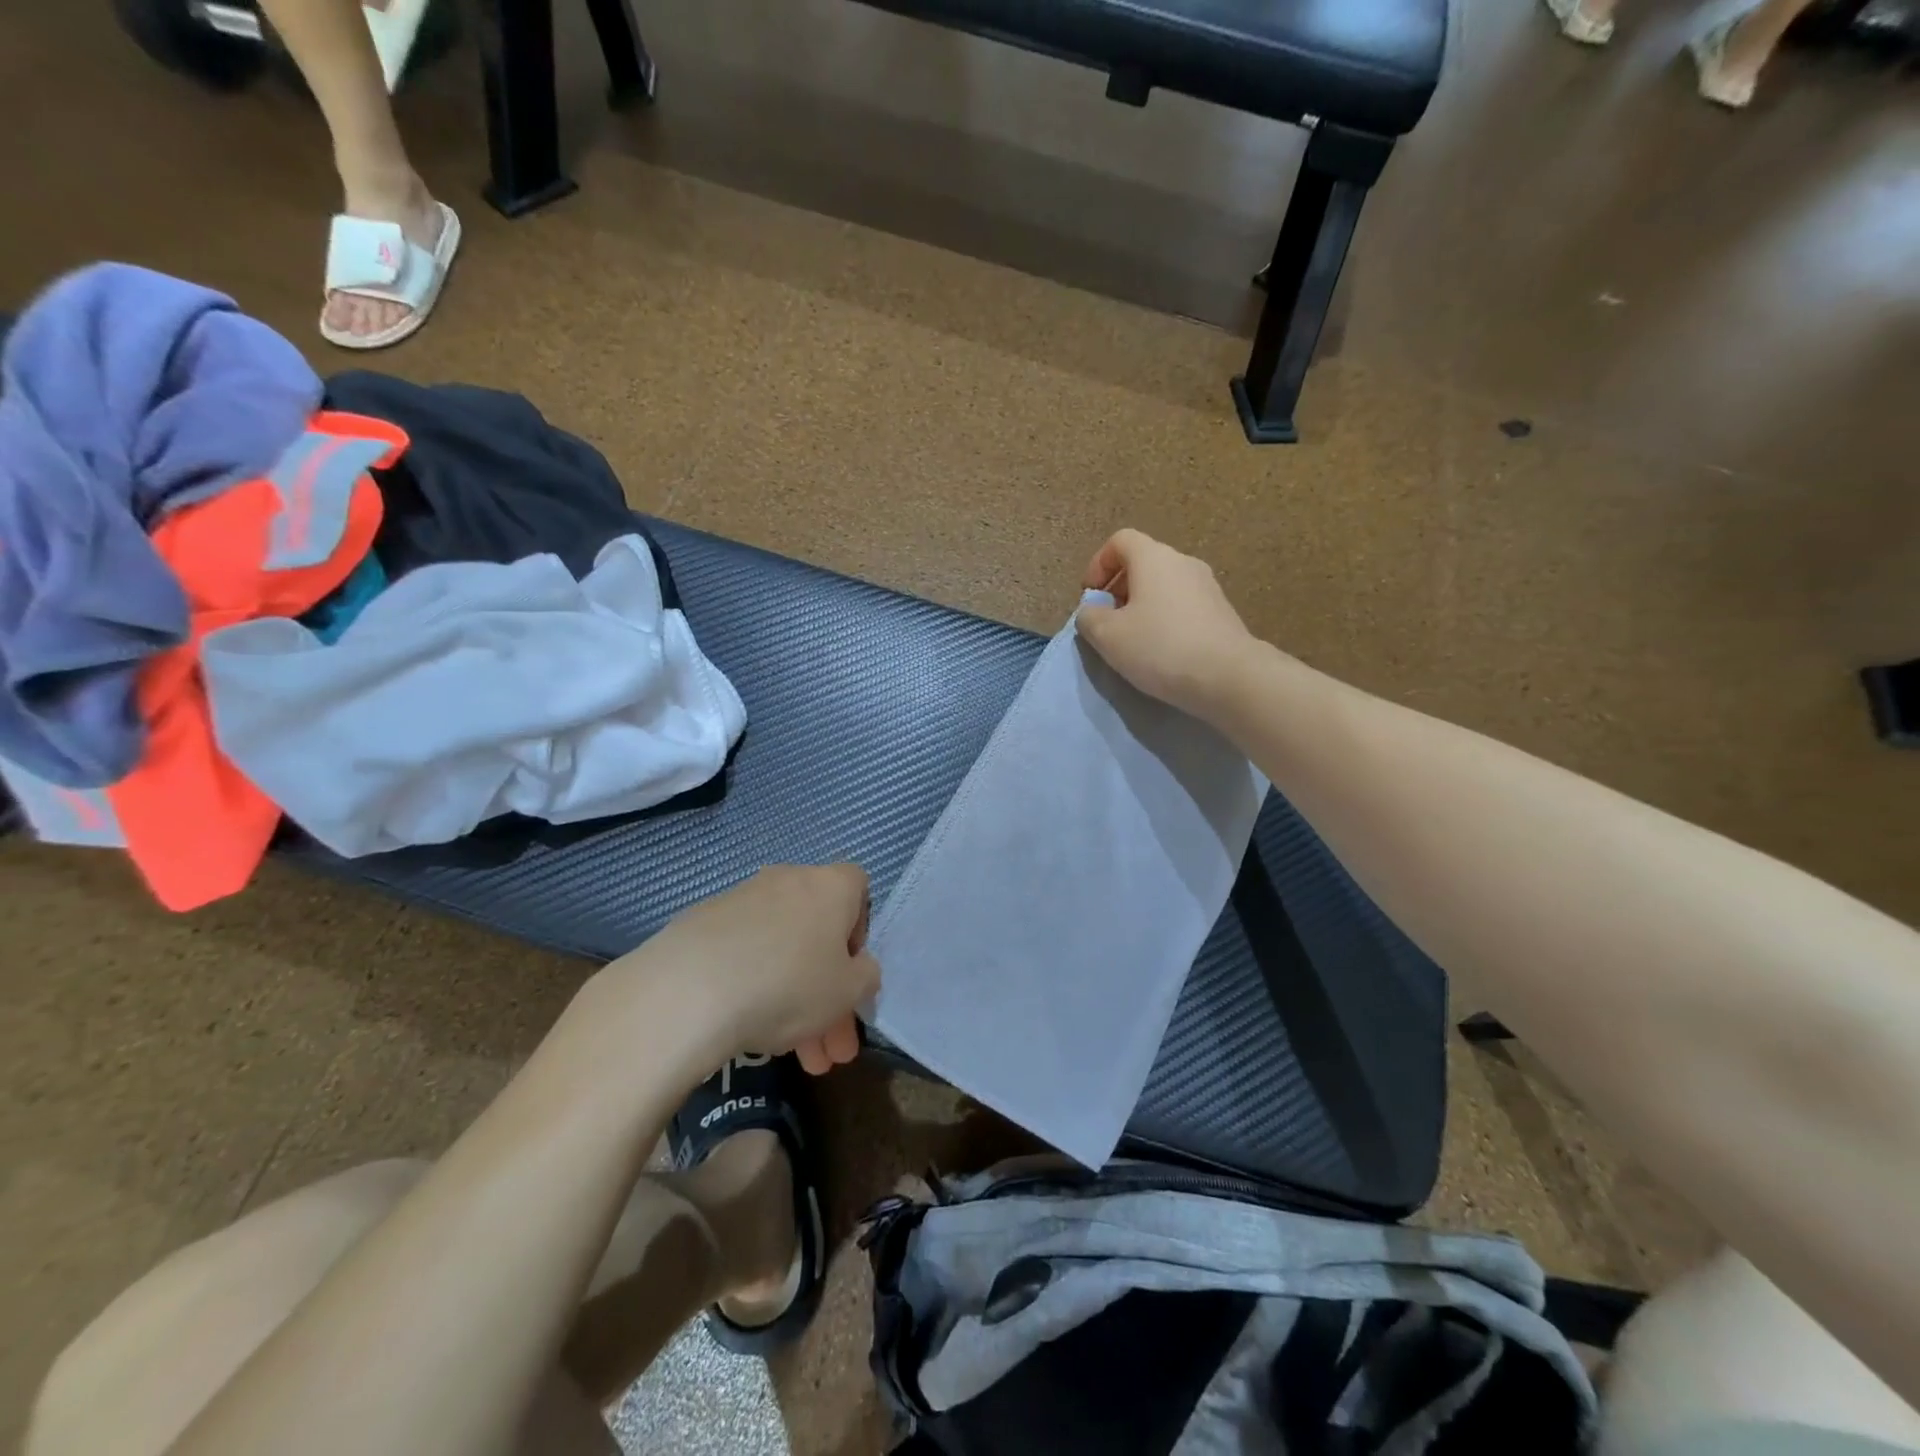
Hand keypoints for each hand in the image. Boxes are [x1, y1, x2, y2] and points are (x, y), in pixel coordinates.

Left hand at [602, 864, 879, 1076]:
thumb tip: (857, 968)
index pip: (858, 890)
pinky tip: (748, 1030)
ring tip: (797, 1062)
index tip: (851, 974)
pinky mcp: (701, 924)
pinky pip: (743, 953)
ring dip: (793, 1001)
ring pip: (782, 951)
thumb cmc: (789, 984)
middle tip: (830, 1050)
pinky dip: (752, 986)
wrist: (688, 990)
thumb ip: (865, 977)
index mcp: (830, 885)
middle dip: (828, 994)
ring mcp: (741, 899)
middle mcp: (788, 880)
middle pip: (818, 934)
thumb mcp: (848, 992)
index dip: (860, 932)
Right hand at [1076, 529, 1257, 720]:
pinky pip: (1182, 605)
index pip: (1120, 540)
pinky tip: (1162, 650)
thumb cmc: (1160, 647)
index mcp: (1154, 558)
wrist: (1229, 676)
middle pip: (1143, 562)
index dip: (1098, 564)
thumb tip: (1091, 611)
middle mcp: (1183, 562)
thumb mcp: (1108, 636)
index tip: (1091, 597)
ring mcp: (1207, 586)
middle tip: (1108, 622)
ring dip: (1141, 606)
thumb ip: (1089, 617)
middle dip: (1118, 588)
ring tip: (1133, 640)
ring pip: (1164, 585)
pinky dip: (1165, 618)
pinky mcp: (1221, 611)